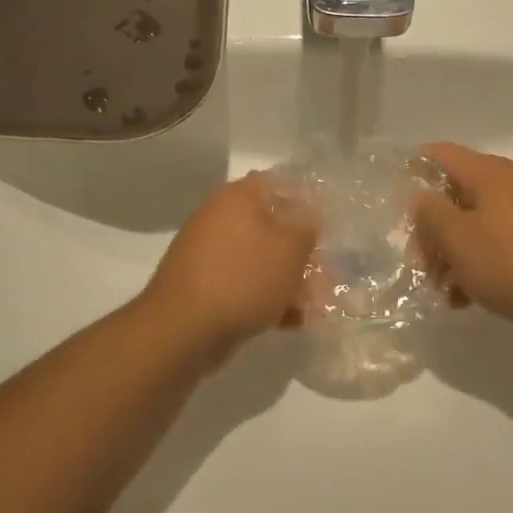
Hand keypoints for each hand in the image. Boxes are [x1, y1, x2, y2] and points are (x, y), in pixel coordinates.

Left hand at [143, 172, 317, 353]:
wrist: (184, 328)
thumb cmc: (244, 278)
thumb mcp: (292, 249)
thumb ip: (307, 229)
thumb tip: (309, 221)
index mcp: (237, 198)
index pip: (278, 184)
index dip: (307, 201)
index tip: (328, 224)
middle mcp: (218, 218)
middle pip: (271, 227)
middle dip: (301, 253)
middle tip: (326, 274)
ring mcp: (208, 254)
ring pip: (259, 261)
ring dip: (287, 280)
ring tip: (313, 306)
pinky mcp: (203, 287)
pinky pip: (243, 285)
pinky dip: (266, 299)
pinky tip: (290, 321)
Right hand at [412, 143, 512, 341]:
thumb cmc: (509, 262)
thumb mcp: (457, 236)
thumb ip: (429, 212)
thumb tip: (421, 199)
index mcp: (488, 174)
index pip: (439, 154)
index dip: (411, 170)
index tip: (392, 203)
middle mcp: (505, 189)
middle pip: (451, 197)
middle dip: (429, 231)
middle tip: (418, 263)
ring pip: (468, 229)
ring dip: (447, 257)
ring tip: (440, 289)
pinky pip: (489, 252)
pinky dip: (471, 271)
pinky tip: (461, 299)